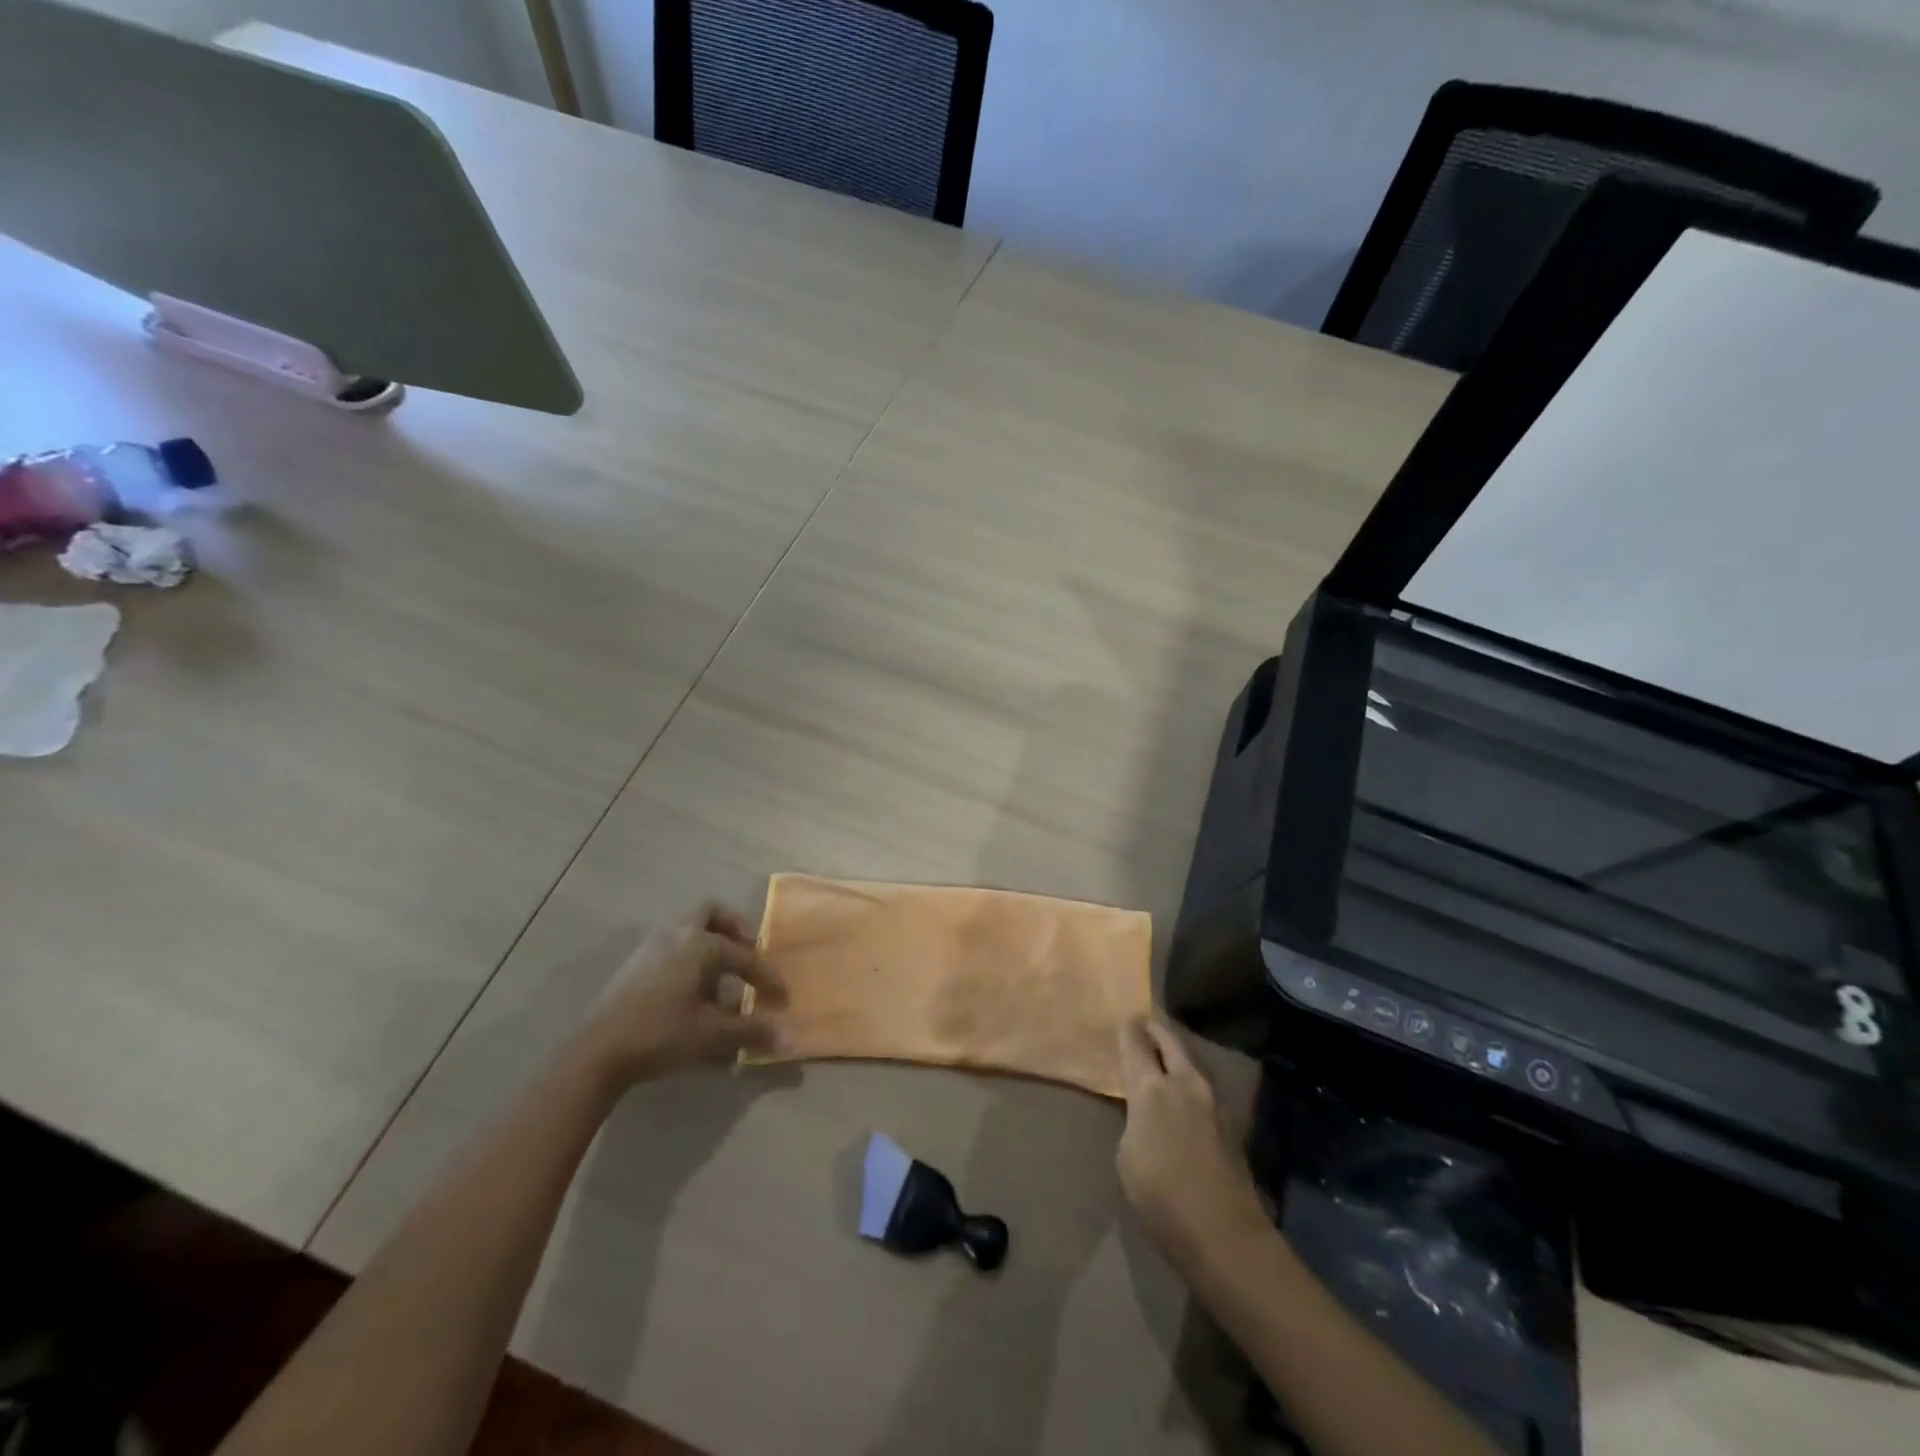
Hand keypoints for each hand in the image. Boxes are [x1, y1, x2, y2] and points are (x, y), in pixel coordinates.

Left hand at [576, 903, 786, 1088]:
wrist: (597, 1052)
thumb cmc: (661, 1034)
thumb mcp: (711, 1034)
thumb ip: (750, 1030)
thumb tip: (786, 1035)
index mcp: (701, 943)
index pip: (746, 957)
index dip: (767, 978)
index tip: (782, 999)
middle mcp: (678, 933)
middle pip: (712, 913)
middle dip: (735, 929)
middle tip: (749, 954)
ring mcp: (652, 944)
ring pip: (688, 925)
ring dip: (710, 939)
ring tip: (722, 971)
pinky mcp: (635, 961)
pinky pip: (672, 942)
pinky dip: (689, 953)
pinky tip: (693, 985)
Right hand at [1115, 1016, 1266, 1271]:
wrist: (1224, 1234)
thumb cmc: (1161, 1197)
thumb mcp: (1128, 1156)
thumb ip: (1135, 1120)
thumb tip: (1145, 1110)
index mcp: (1151, 1088)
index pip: (1136, 1044)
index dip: (1128, 1030)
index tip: (1123, 1020)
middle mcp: (1184, 1083)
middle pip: (1170, 1041)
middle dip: (1156, 1030)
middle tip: (1144, 1023)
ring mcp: (1212, 1101)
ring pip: (1192, 1059)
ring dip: (1177, 1050)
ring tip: (1164, 1050)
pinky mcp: (1229, 1121)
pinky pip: (1203, 1083)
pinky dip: (1190, 1074)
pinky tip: (1184, 1086)